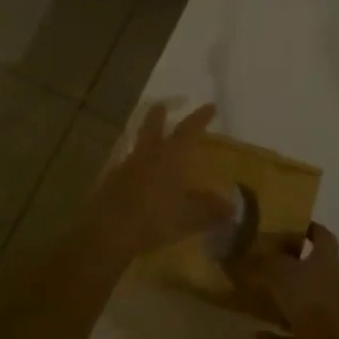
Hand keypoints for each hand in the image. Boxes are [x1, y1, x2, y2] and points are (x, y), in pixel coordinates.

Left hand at [82, 103, 232, 264]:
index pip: (188, 130)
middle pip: (152, 126)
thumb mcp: (188, 217)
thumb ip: (210, 210)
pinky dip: (134, 166)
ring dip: (145, 139)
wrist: (106, 233)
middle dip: (159, 115)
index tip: (210, 106)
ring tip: (151, 142)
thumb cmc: (153, 219)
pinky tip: (137, 177)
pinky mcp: (109, 183)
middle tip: (163, 105)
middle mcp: (146, 155)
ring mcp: (124, 167)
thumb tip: (232, 208)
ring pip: (137, 145)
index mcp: (169, 157)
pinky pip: (126, 166)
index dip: (200, 118)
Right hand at [234, 223, 338, 338]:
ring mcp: (325, 315)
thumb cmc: (314, 298)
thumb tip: (246, 256)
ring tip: (253, 301)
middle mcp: (328, 283)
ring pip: (300, 306)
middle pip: (309, 271)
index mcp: (325, 258)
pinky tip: (256, 337)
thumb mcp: (282, 272)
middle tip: (259, 263)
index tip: (288, 225)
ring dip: (280, 305)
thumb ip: (263, 263)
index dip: (308, 228)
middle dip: (287, 267)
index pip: (321, 235)